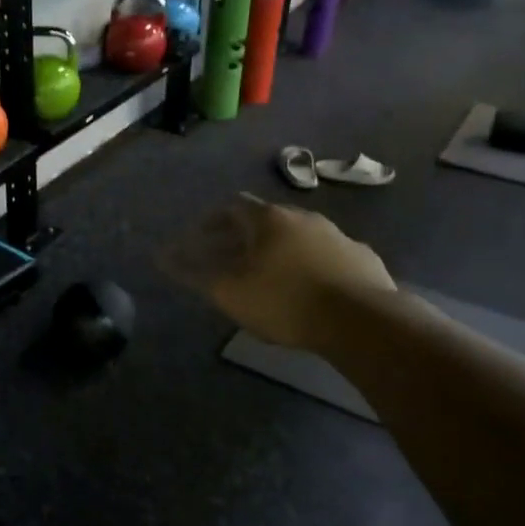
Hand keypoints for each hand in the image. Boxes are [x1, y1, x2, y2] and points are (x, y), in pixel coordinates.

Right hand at [161, 195, 394, 348]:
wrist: (361, 320)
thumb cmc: (284, 301)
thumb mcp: (229, 291)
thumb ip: (194, 273)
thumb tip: (162, 256)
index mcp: (269, 219)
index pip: (233, 206)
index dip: (213, 220)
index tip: (200, 237)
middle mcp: (304, 217)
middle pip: (266, 219)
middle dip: (244, 235)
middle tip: (230, 257)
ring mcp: (338, 235)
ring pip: (299, 235)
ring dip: (279, 249)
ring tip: (268, 275)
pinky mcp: (362, 258)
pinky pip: (327, 254)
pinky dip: (310, 264)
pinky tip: (309, 287)